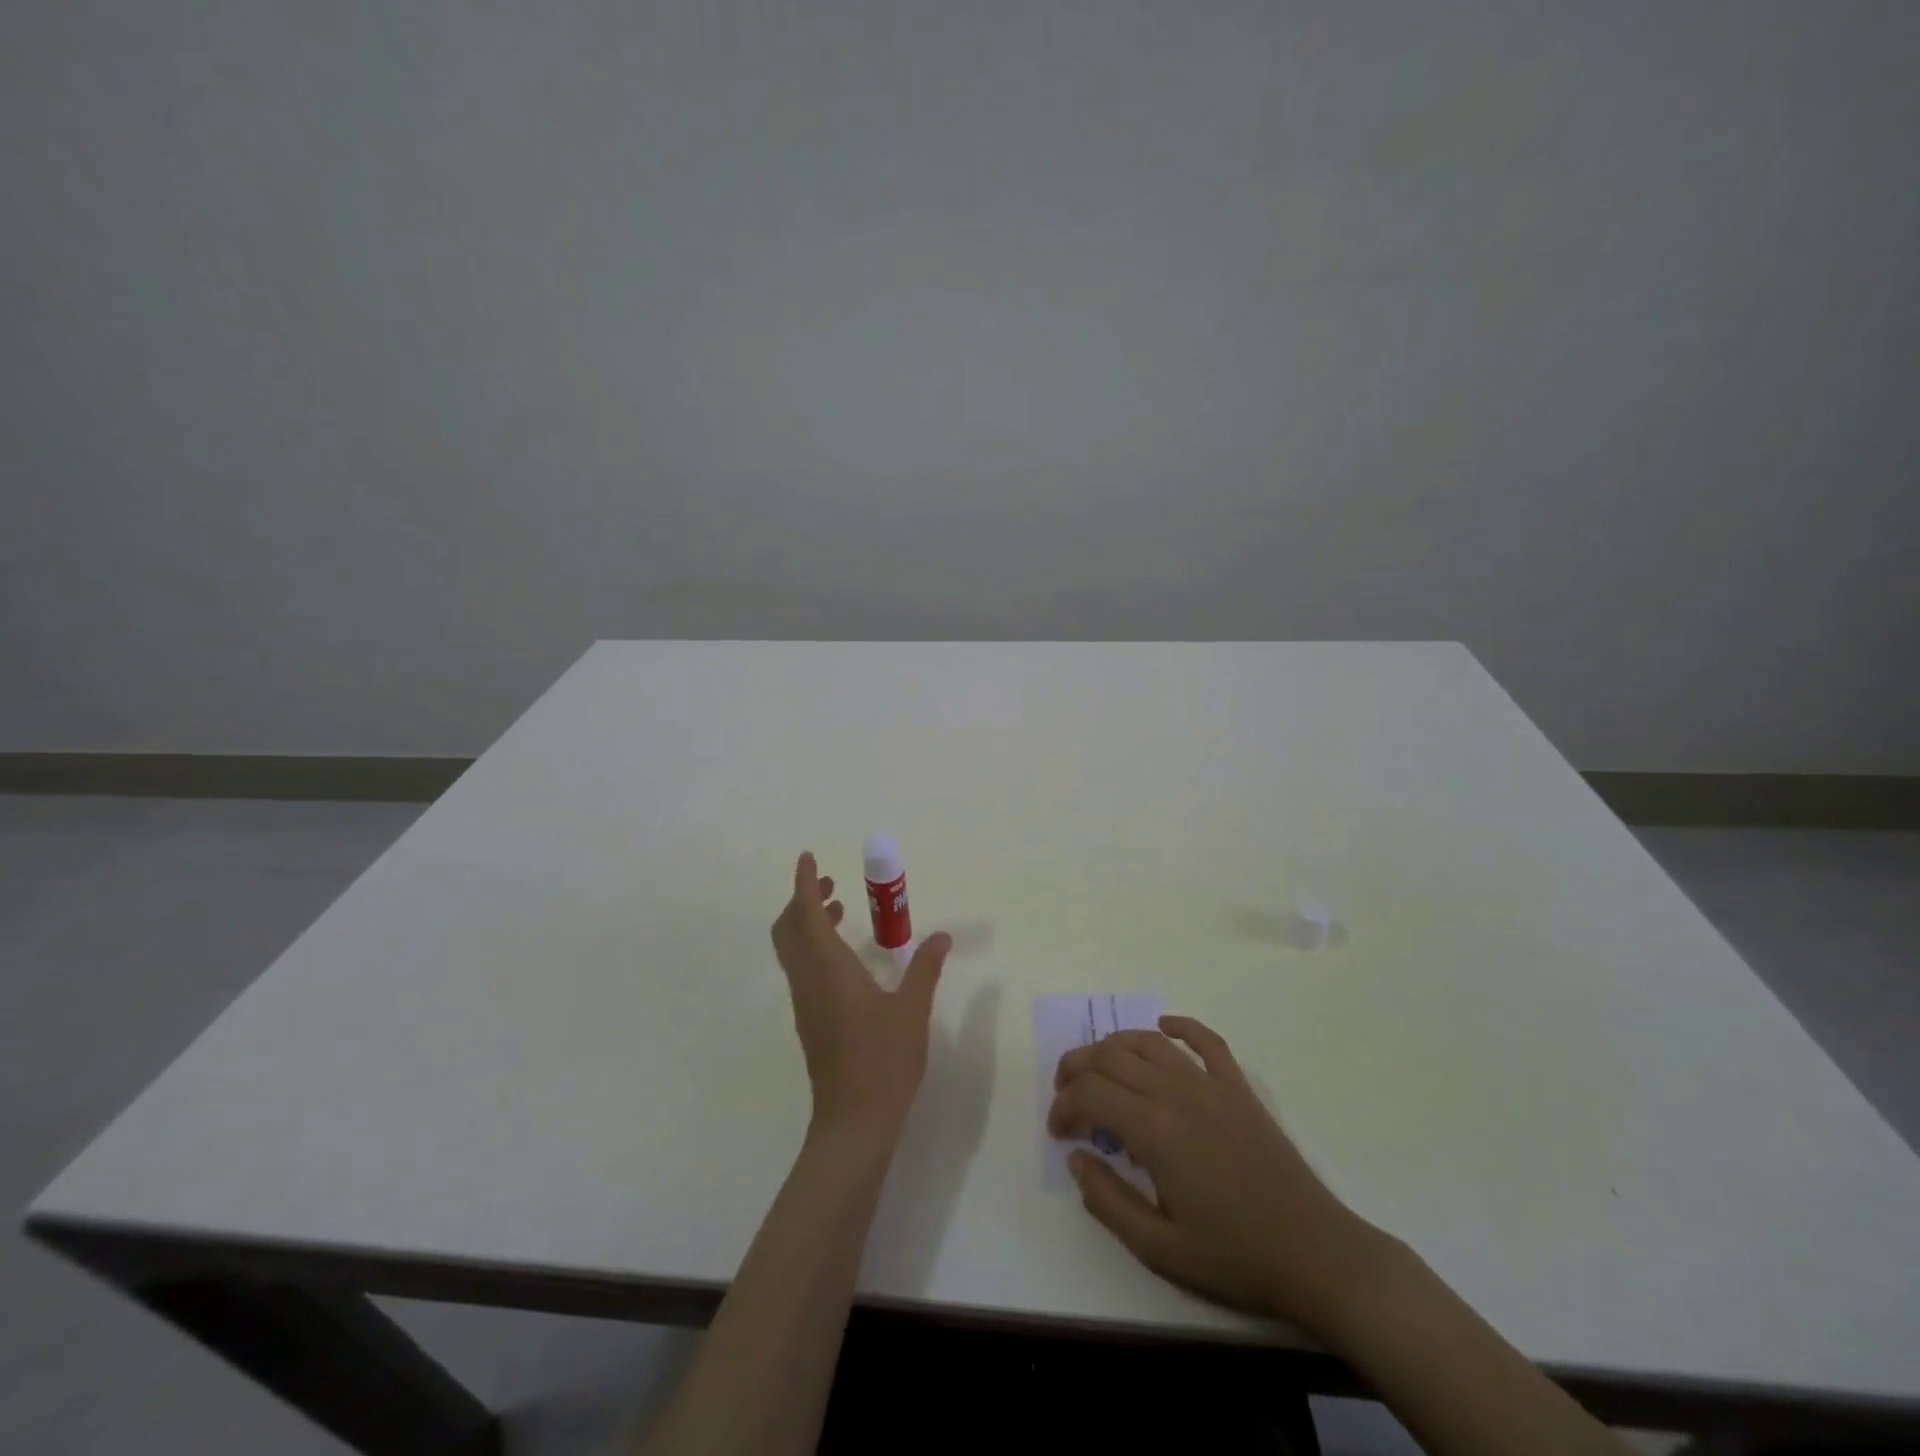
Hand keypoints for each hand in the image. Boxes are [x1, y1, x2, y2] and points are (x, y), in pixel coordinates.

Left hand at [771, 852, 951, 1146]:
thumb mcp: (912, 1010)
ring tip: (839, 910)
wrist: (853, 1122)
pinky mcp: (809, 1021)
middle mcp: (808, 980)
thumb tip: (940, 936)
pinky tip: (846, 957)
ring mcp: (805, 1003)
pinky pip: (802, 970)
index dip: (804, 883)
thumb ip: (925, 968)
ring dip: (807, 923)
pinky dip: (814, 947)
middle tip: (830, 885)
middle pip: (788, 929)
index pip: (805, 913)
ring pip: (793, 950)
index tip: (808, 858)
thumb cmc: (883, 1061)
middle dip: (802, 900)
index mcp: (829, 969)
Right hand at [1050, 1015, 1389, 1337]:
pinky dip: (1179, 1026)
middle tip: (1066, 1095)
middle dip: (1078, 1067)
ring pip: (1148, 1041)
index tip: (1058, 1132)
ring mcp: (1211, 1084)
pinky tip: (1163, 1026)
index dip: (1064, 1105)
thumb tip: (1076, 1158)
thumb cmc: (1235, 1256)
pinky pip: (1205, 1040)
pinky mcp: (1238, 1087)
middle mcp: (1177, 1091)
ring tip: (1098, 1066)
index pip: (1091, 1093)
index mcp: (1155, 1129)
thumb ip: (1108, 1201)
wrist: (1316, 1253)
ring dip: (1113, 1045)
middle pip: (1111, 1056)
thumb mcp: (1160, 1248)